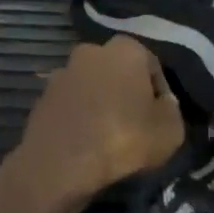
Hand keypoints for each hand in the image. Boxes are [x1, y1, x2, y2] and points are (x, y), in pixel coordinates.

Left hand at [10, 39, 184, 209]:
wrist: (61, 163)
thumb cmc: (123, 139)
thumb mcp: (170, 130)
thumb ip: (171, 109)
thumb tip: (162, 103)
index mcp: (126, 49)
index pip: (151, 66)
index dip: (160, 92)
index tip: (160, 117)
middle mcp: (91, 51)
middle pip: (118, 71)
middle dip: (126, 91)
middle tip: (135, 122)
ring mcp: (62, 72)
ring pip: (92, 85)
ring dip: (100, 102)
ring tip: (108, 134)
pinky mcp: (42, 96)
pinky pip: (71, 103)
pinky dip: (79, 116)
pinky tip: (85, 139)